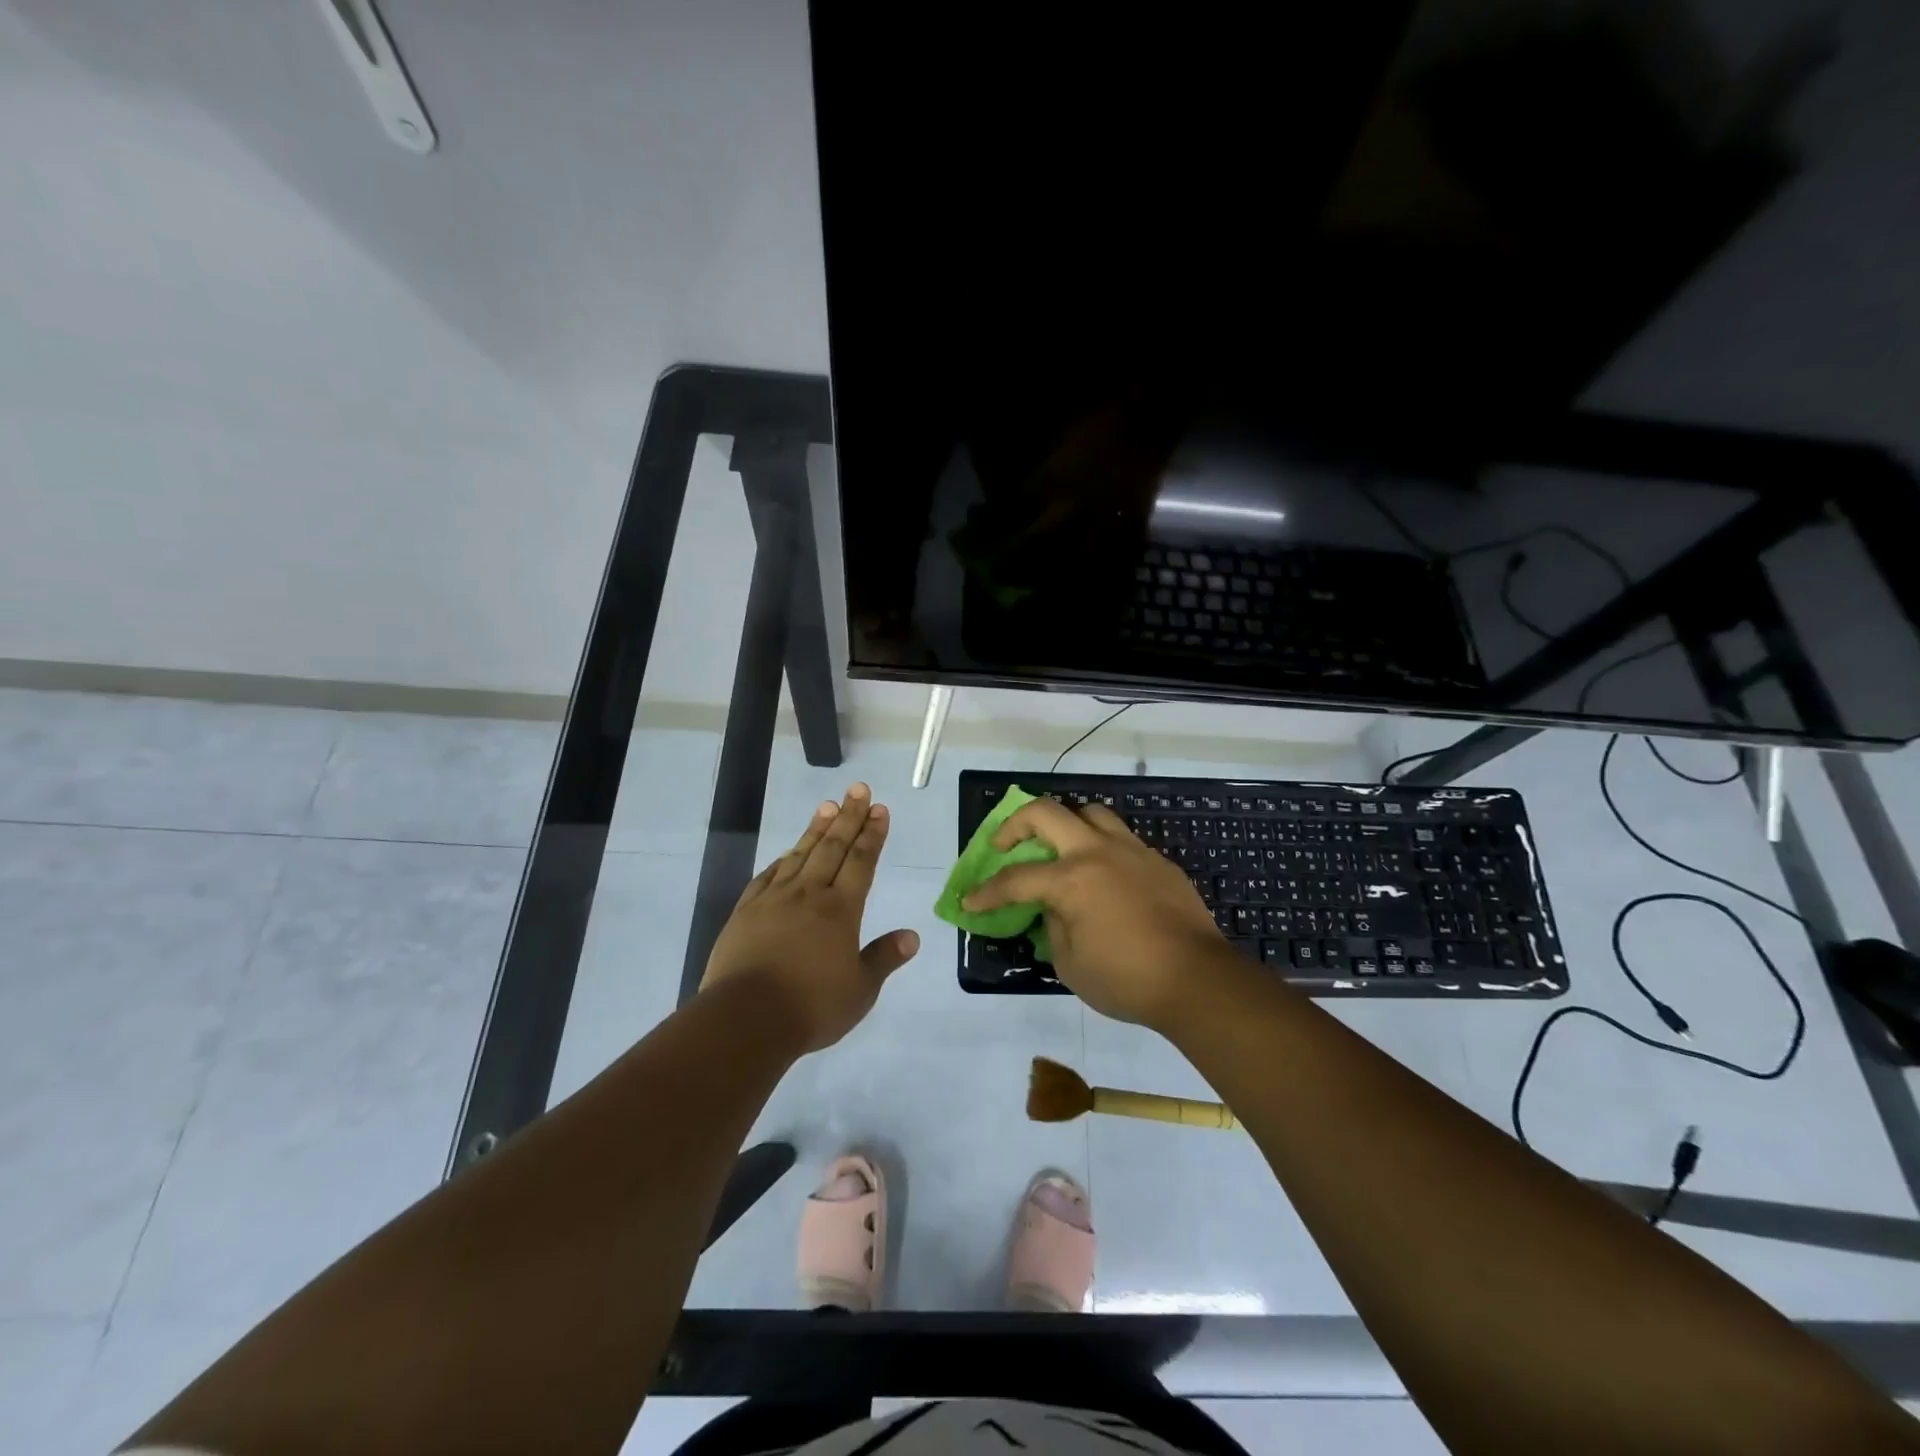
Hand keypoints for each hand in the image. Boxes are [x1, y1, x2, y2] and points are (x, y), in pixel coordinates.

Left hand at [702, 783, 919, 1053]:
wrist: (745, 1019)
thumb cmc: (811, 1007)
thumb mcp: (860, 990)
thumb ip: (884, 958)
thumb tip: (912, 936)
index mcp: (840, 910)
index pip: (861, 861)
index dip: (872, 834)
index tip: (879, 809)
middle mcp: (809, 894)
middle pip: (832, 847)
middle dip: (848, 816)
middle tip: (858, 789)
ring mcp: (774, 899)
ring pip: (800, 854)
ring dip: (816, 829)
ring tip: (827, 806)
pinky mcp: (745, 911)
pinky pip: (768, 875)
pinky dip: (782, 859)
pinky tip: (787, 853)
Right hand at [962, 797, 1228, 1028]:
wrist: (1198, 980)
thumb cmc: (1127, 980)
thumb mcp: (1070, 965)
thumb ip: (1053, 928)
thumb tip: (1054, 909)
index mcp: (1071, 880)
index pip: (1016, 879)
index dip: (987, 891)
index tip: (970, 900)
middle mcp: (1097, 852)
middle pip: (1047, 813)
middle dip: (1015, 824)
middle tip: (1004, 845)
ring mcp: (1132, 851)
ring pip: (1090, 812)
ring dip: (1065, 823)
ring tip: (1059, 847)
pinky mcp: (1158, 861)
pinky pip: (1121, 839)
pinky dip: (1101, 846)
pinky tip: (1103, 875)